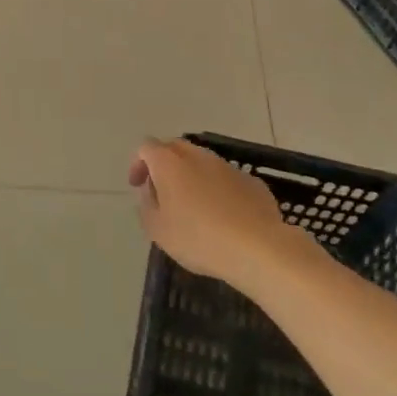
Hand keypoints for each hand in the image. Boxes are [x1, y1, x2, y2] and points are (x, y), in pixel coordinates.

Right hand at [128, 137, 290, 288]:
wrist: (258, 248)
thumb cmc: (199, 238)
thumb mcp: (158, 230)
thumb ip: (147, 206)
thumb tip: (151, 191)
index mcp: (169, 163)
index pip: (146, 148)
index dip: (138, 164)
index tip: (138, 186)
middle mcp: (197, 156)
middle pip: (174, 147)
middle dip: (164, 164)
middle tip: (162, 191)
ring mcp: (227, 166)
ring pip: (202, 161)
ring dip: (191, 175)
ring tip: (193, 206)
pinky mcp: (251, 181)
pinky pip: (225, 178)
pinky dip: (217, 188)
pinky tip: (222, 215)